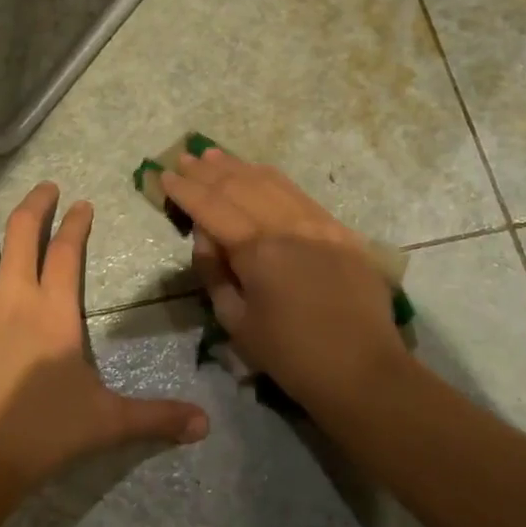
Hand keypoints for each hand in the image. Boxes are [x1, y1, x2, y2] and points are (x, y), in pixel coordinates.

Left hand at [0, 183, 209, 487]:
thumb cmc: (41, 434)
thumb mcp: (107, 422)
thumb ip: (156, 417)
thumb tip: (206, 425)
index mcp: (54, 311)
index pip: (67, 252)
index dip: (76, 224)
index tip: (82, 204)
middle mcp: (12, 295)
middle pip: (22, 232)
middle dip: (35, 203)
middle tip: (44, 188)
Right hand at [159, 150, 410, 417]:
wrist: (362, 370)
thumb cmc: (291, 355)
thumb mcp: (236, 322)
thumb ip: (214, 273)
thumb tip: (205, 236)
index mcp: (258, 251)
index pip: (212, 208)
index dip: (185, 190)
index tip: (163, 175)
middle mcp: (287, 226)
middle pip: (240, 187)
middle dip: (207, 172)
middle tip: (183, 158)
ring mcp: (318, 223)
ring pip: (271, 182)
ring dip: (239, 167)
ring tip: (214, 156)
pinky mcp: (340, 230)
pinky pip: (299, 194)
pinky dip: (272, 180)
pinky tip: (258, 173)